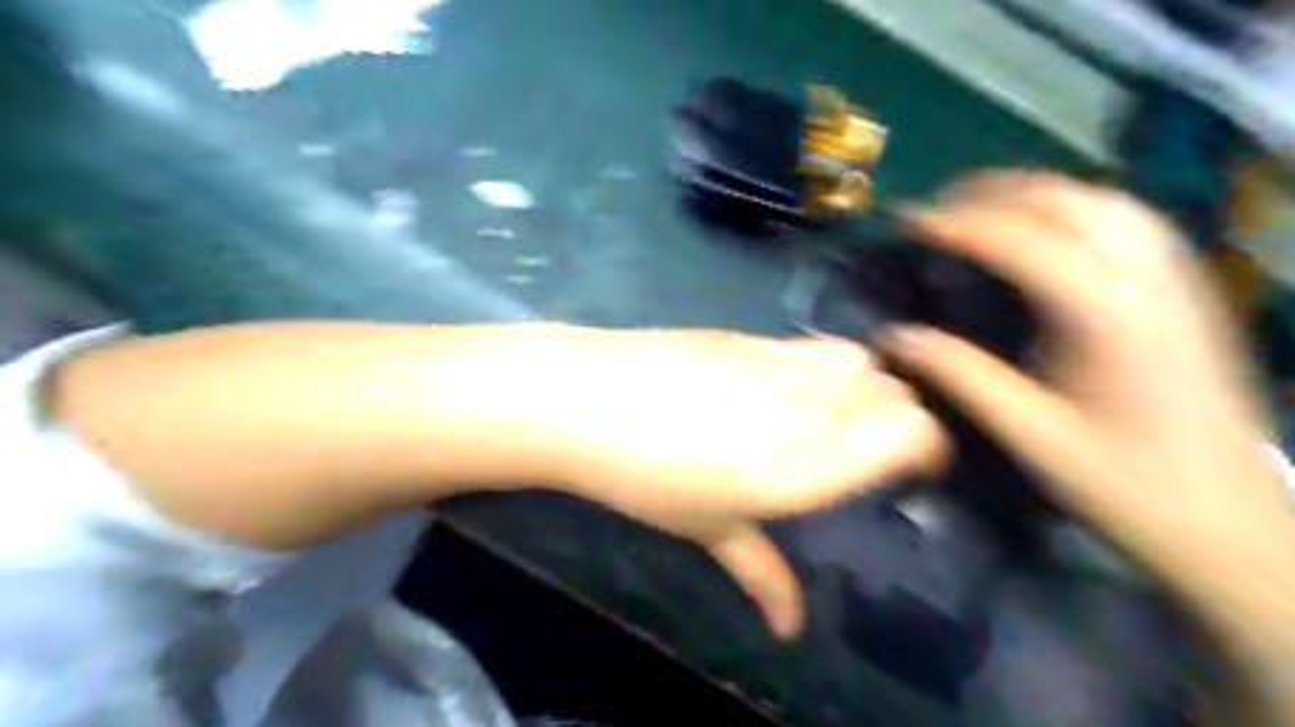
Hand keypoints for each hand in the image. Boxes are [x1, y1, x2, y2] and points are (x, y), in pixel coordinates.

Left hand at [526, 326, 942, 639]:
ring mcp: (781, 363)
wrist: (585, 400)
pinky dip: (832, 364)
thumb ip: (762, 572)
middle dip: (902, 420)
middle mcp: (808, 407)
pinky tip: (799, 383)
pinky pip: (819, 345)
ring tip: (842, 412)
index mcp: (806, 466)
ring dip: (870, 388)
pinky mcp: (753, 336)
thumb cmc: (644, 478)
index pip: (911, 435)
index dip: (927, 449)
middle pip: (896, 395)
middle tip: (873, 448)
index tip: (914, 469)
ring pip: (864, 363)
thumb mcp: (708, 528)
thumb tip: (791, 628)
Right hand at [885, 174, 1288, 591]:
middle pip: (1066, 201)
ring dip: (1035, 192)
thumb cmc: (1125, 485)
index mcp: (1106, 315)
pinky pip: (1127, 220)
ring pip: (1102, 200)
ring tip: (981, 207)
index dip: (958, 225)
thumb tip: (896, 338)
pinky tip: (1047, 227)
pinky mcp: (1187, 289)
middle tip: (937, 209)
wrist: (1231, 524)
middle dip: (994, 193)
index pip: (1021, 241)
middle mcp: (1147, 279)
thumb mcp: (1031, 434)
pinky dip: (1073, 207)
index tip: (909, 222)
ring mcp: (1176, 279)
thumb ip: (962, 376)